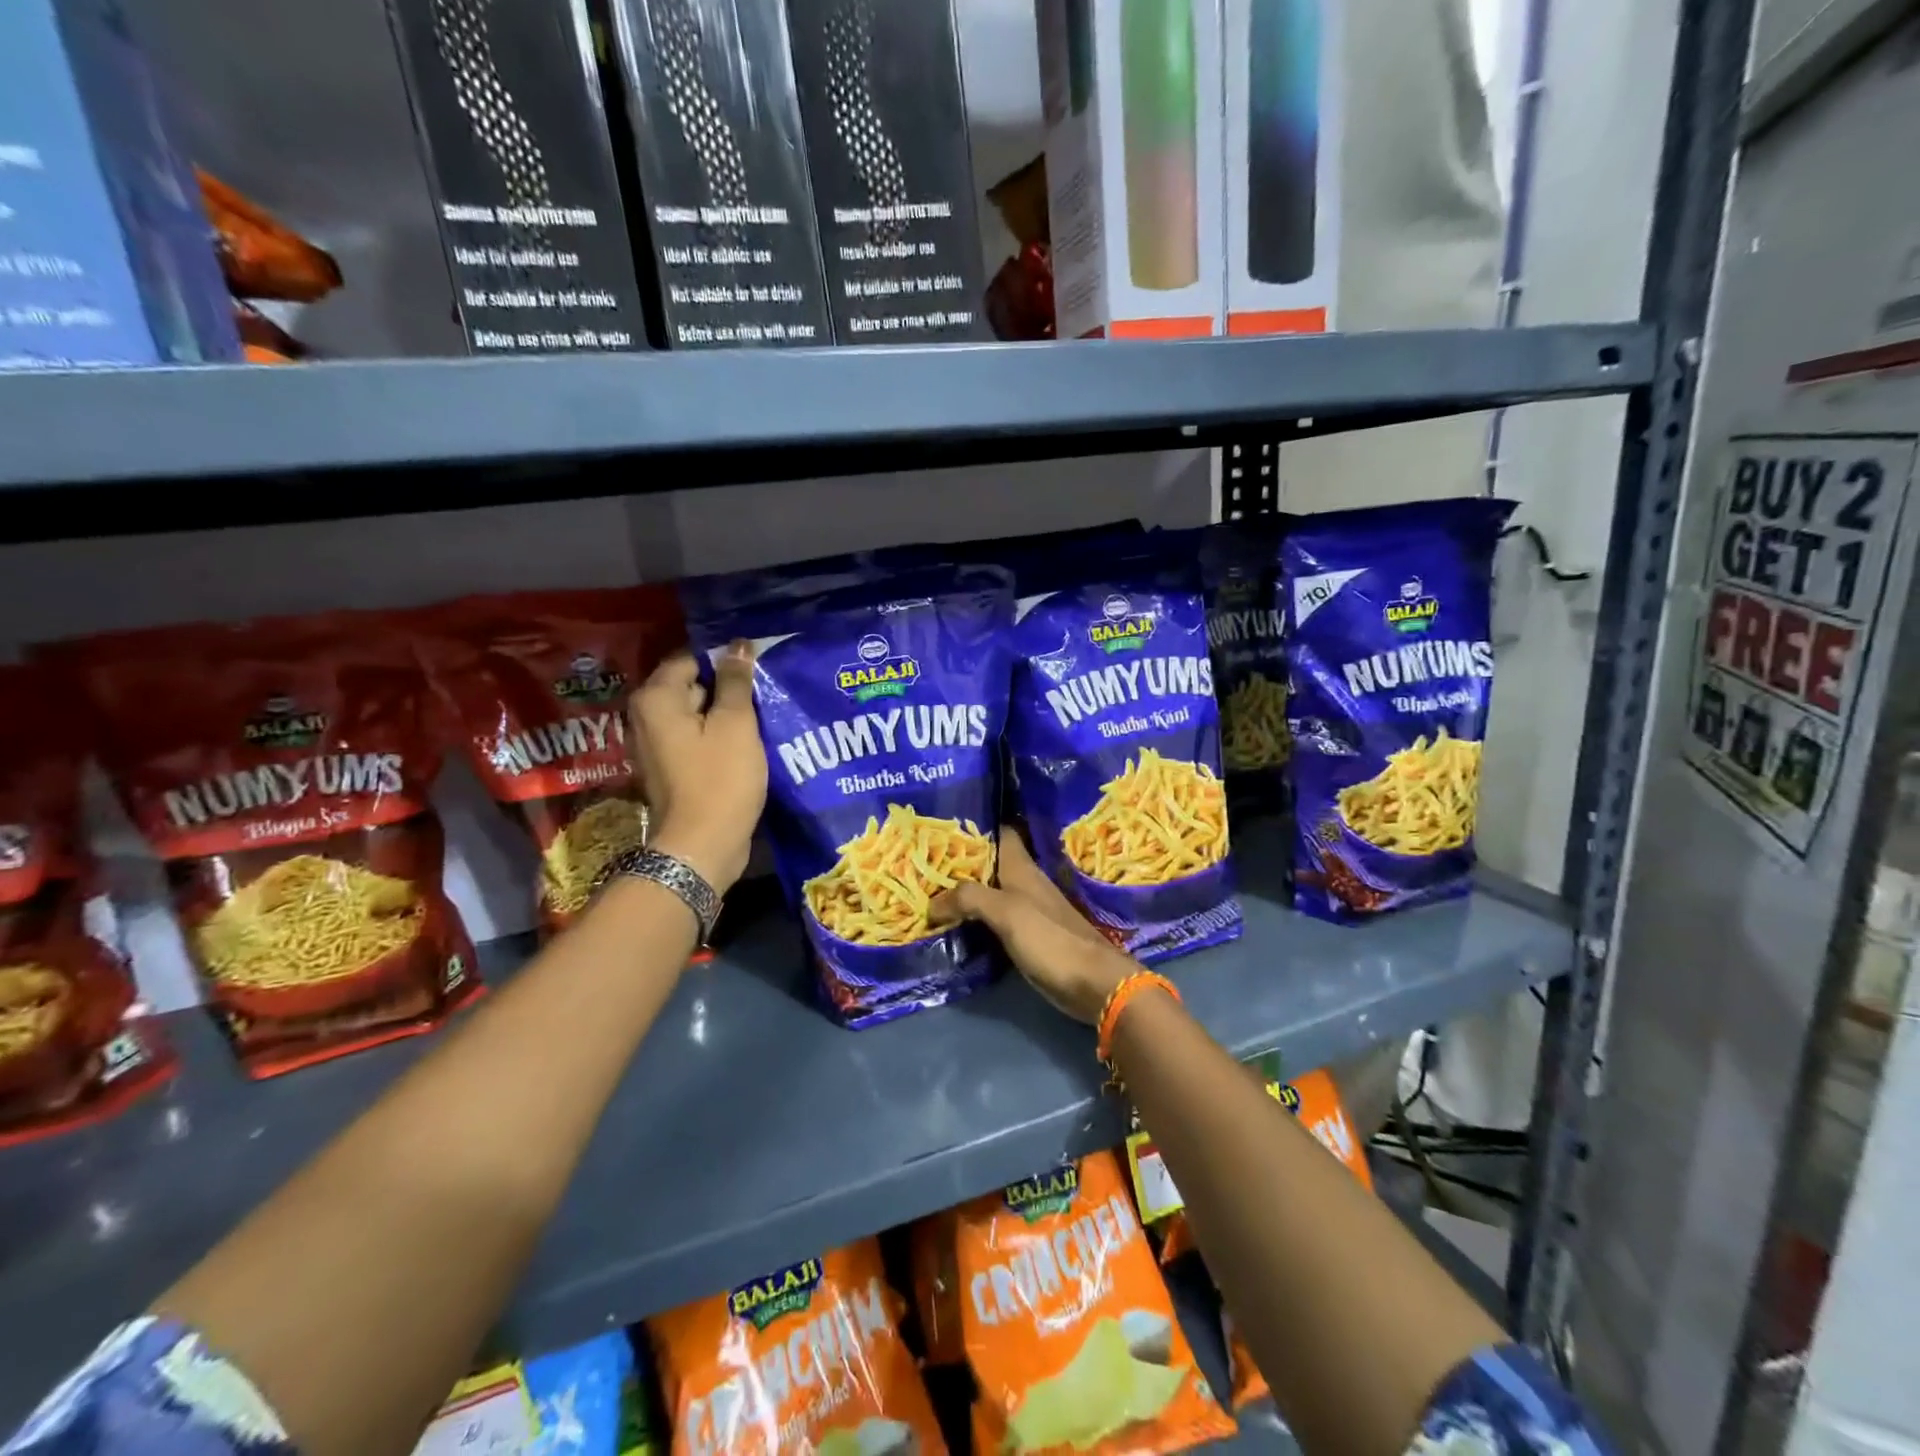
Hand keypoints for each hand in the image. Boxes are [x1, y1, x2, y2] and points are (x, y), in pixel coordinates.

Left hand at [628, 642, 765, 894]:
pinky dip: (718, 737)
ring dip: (726, 714)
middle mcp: (645, 716)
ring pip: (696, 714)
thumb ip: (735, 681)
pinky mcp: (669, 768)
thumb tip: (737, 645)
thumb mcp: (736, 724)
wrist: (702, 846)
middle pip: (692, 685)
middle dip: (727, 687)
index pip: (691, 658)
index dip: (725, 659)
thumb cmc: (720, 779)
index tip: (758, 666)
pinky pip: (695, 739)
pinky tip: (747, 744)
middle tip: (765, 693)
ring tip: (762, 717)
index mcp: (656, 698)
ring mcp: (655, 744)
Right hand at [929, 828, 1137, 1023]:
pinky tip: (951, 923)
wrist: (1090, 981)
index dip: (974, 824)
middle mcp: (1023, 882)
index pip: (999, 832)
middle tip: (922, 861)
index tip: (943, 823)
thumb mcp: (1006, 911)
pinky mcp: (1026, 935)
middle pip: (988, 863)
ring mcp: (1025, 909)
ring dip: (963, 891)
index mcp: (1021, 867)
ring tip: (927, 890)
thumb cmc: (1049, 937)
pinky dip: (972, 918)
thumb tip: (931, 904)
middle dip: (959, 861)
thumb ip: (969, 899)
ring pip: (988, 891)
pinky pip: (992, 918)